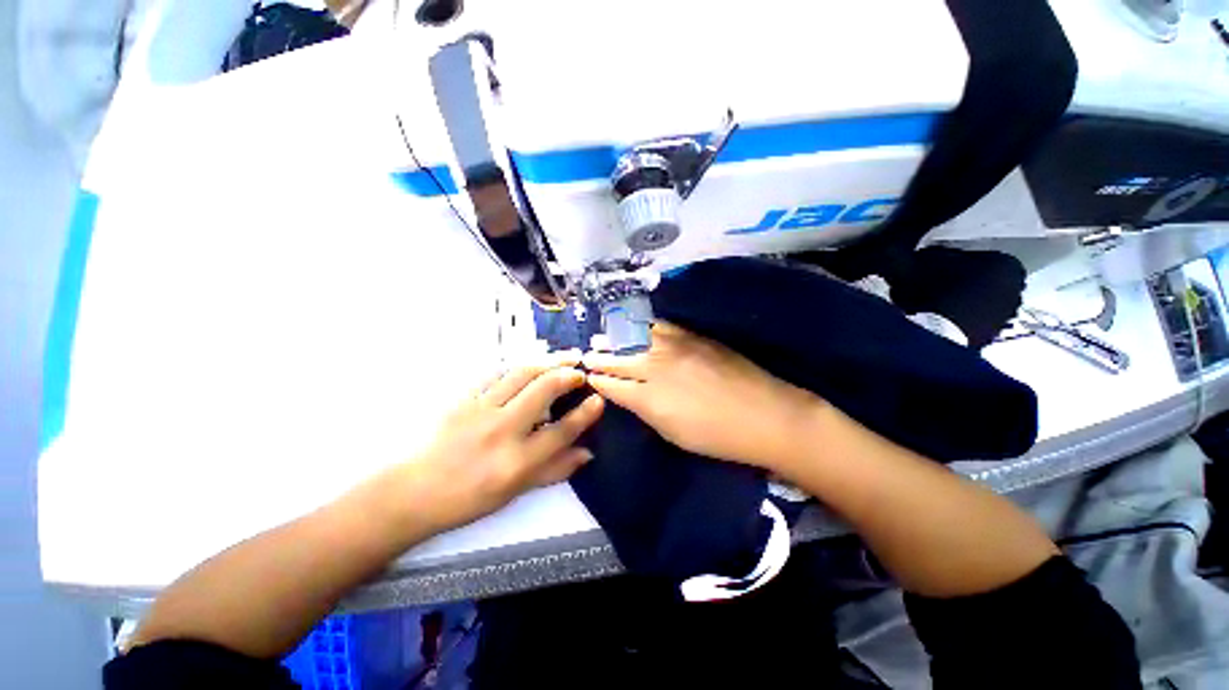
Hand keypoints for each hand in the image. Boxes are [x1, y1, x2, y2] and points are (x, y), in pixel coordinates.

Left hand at [391, 358, 604, 533]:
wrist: (413, 492)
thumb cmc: (468, 498)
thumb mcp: (516, 492)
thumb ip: (555, 470)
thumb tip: (587, 452)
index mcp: (517, 462)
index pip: (562, 430)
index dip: (586, 413)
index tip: (598, 399)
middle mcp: (502, 431)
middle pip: (544, 390)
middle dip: (568, 374)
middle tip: (581, 369)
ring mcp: (480, 410)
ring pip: (521, 374)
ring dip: (546, 362)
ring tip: (562, 358)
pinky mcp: (463, 398)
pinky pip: (496, 373)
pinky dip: (517, 366)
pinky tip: (528, 366)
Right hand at [582, 322, 823, 470]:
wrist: (765, 415)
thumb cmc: (716, 436)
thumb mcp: (672, 433)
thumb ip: (645, 410)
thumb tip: (629, 395)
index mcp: (648, 398)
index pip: (611, 384)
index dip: (597, 379)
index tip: (587, 375)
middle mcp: (655, 367)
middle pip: (618, 359)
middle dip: (599, 357)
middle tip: (587, 354)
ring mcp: (674, 347)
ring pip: (634, 338)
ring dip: (615, 338)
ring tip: (603, 337)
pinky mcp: (692, 336)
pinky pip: (658, 327)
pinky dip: (641, 327)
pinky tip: (635, 327)